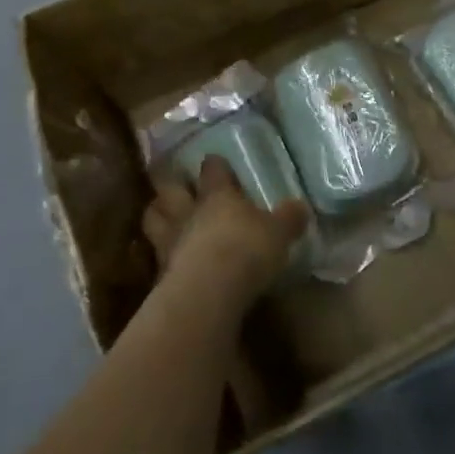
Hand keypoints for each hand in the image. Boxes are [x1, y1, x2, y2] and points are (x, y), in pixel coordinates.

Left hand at [142, 157, 308, 309]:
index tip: (215, 162)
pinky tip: (166, 263)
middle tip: (174, 185)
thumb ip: (288, 219)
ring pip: (153, 218)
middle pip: (169, 189)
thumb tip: (301, 206)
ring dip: (156, 215)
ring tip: (162, 218)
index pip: (212, 169)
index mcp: (218, 195)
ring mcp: (170, 241)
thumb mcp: (278, 233)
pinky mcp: (160, 273)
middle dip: (171, 185)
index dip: (214, 165)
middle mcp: (189, 212)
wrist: (209, 291)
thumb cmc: (247, 250)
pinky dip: (159, 258)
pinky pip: (155, 258)